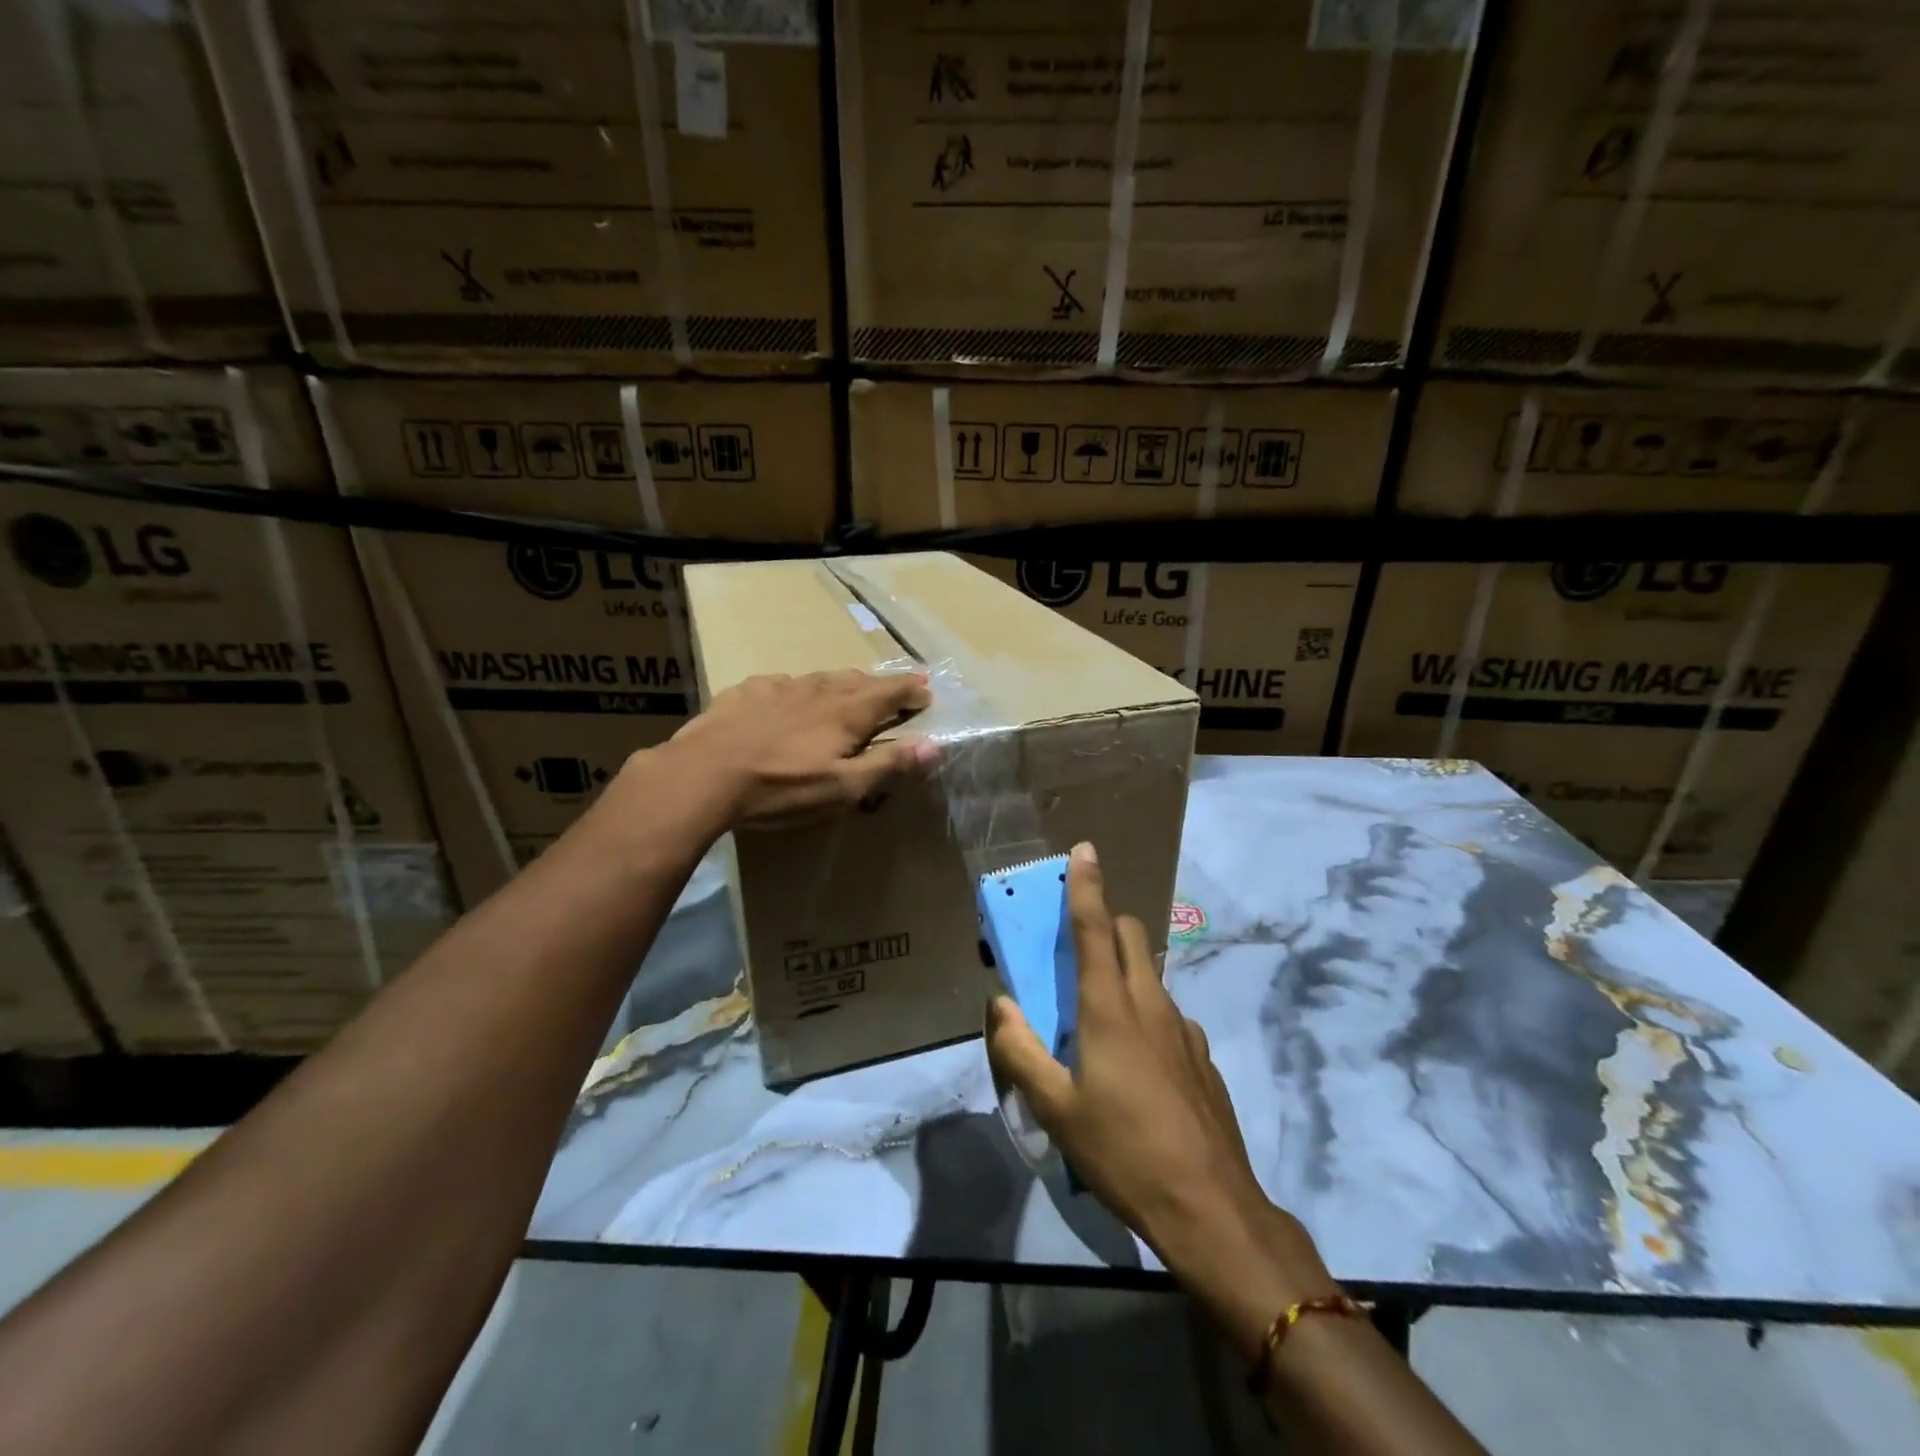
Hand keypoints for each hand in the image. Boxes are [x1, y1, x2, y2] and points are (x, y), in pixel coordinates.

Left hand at [662, 669, 937, 826]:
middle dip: (880, 684)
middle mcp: (817, 691)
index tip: (927, 689)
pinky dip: (797, 689)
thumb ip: (888, 765)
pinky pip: (781, 683)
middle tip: (894, 688)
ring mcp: (779, 687)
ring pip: (820, 678)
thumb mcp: (842, 787)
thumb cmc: (781, 788)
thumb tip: (933, 746)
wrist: (704, 774)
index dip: (910, 690)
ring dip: (841, 683)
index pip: (889, 693)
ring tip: (848, 688)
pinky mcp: (746, 692)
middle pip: (857, 680)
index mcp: (846, 713)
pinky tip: (788, 697)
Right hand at [986, 844, 1333, 1341]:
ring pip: (1149, 975)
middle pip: (1130, 936)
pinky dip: (1145, 1013)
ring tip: (1098, 1020)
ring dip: (1123, 971)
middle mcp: (1150, 1004)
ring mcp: (1183, 1029)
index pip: (1095, 928)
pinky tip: (1136, 1065)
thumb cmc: (1122, 1151)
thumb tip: (999, 1004)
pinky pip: (1167, 1014)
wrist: (1209, 1206)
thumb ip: (1020, 1051)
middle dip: (1105, 923)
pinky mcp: (1201, 1056)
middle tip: (1076, 949)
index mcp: (1109, 1008)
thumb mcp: (1055, 1108)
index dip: (1087, 886)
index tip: (1085, 849)